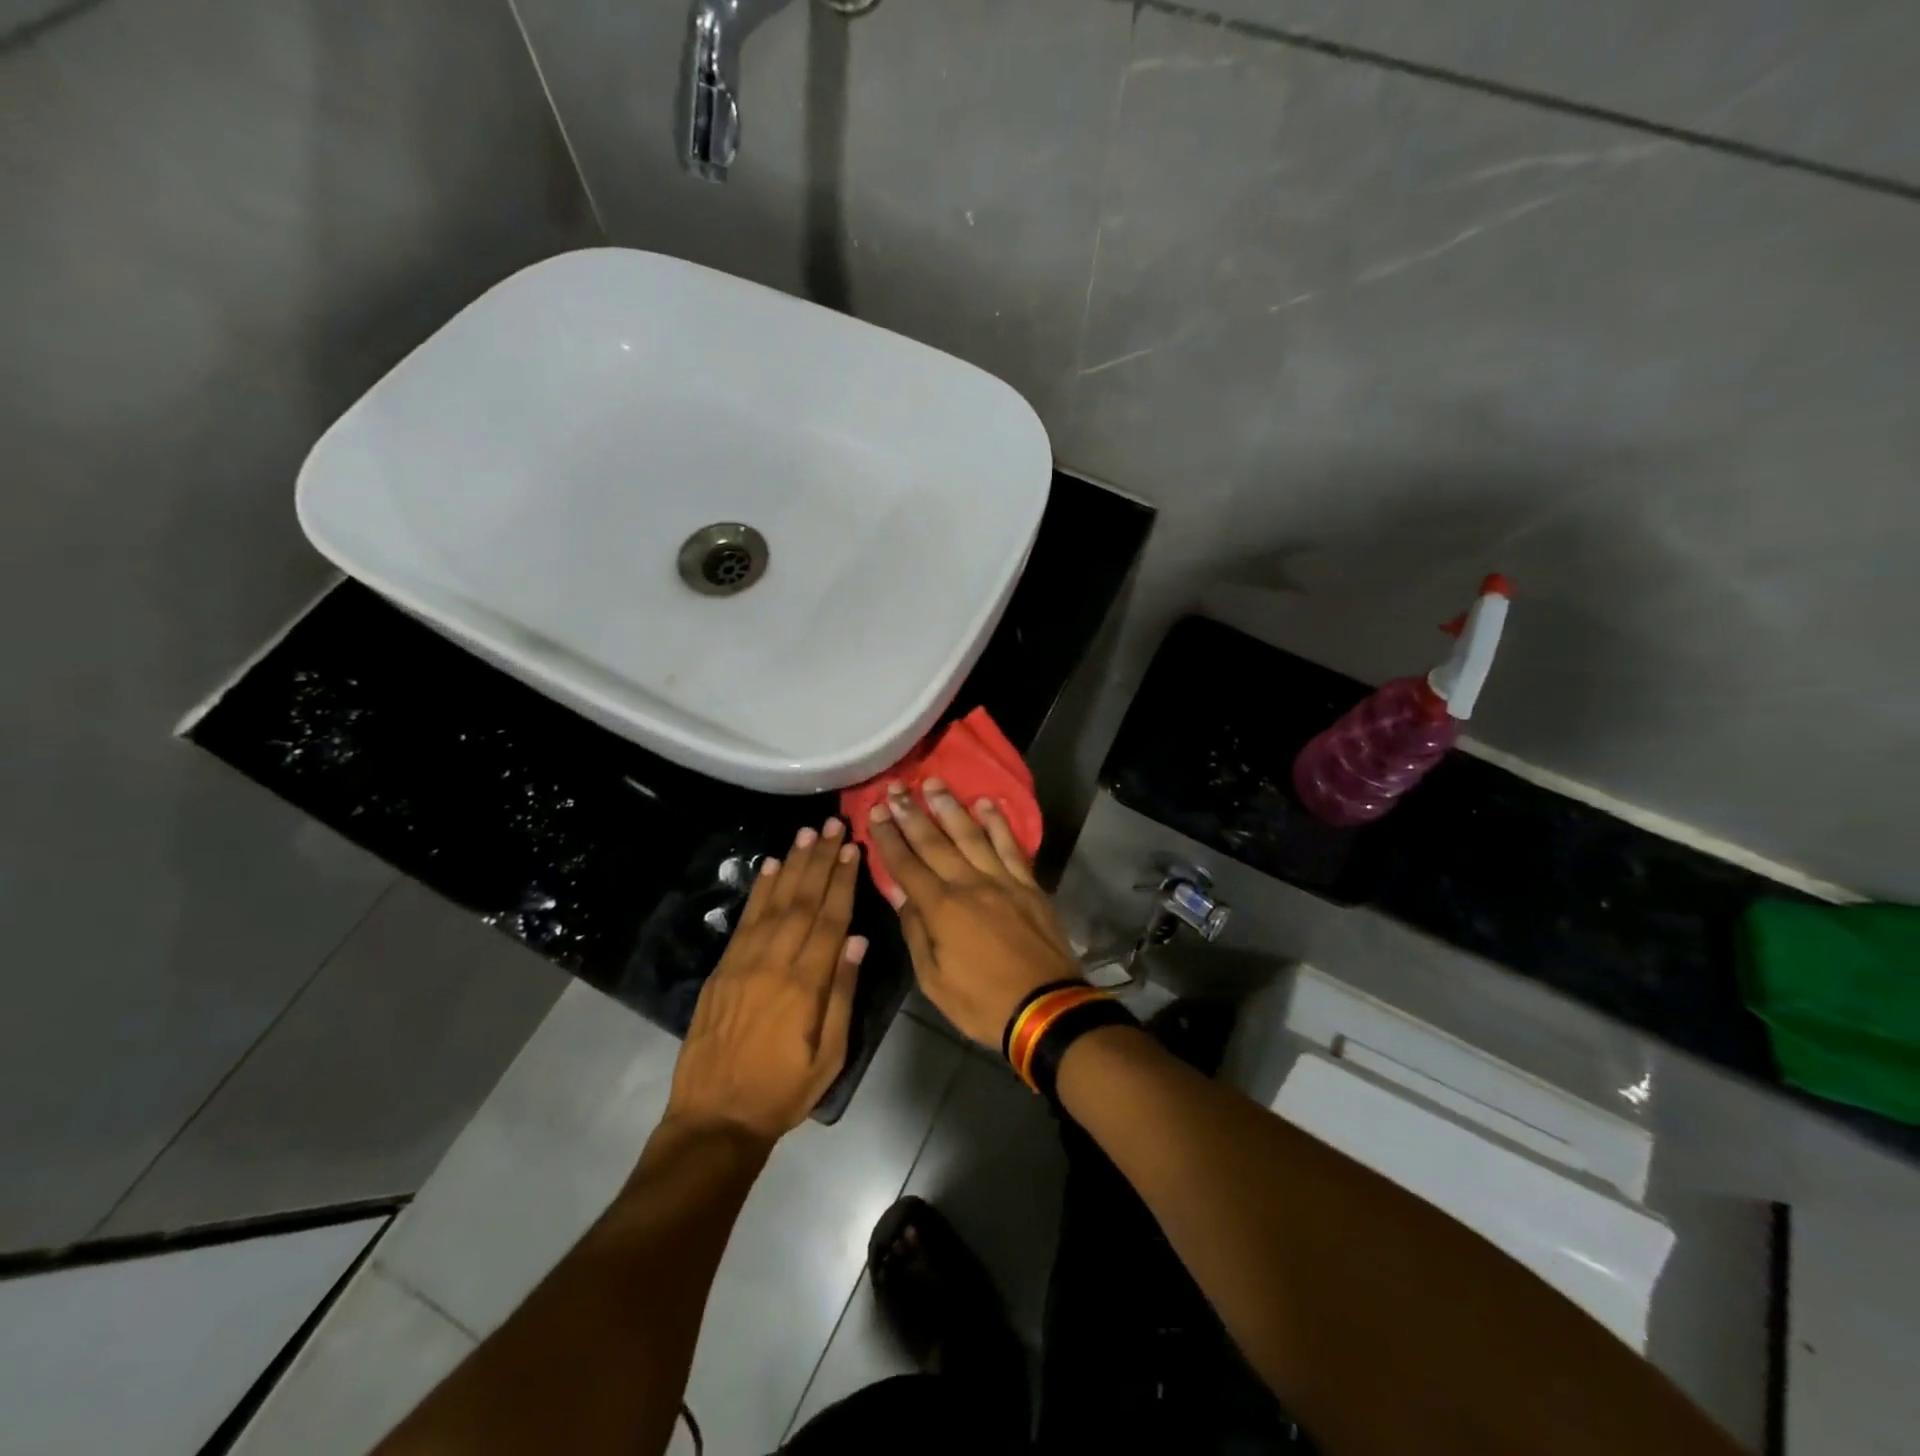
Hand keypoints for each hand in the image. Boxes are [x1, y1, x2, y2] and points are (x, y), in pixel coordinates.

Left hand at [665, 819, 867, 1143]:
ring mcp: (743, 963)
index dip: (842, 882)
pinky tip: (772, 867)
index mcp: (805, 985)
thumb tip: (857, 940)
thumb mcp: (829, 1056)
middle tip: (833, 825)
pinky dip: (760, 891)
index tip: (852, 849)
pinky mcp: (722, 969)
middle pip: (803, 901)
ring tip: (806, 834)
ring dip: (792, 865)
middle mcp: (774, 963)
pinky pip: (744, 921)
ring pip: (774, 903)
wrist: (714, 1117)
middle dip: (820, 860)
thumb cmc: (783, 1091)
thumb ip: (842, 994)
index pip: (830, 920)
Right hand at [866, 778, 1080, 1047]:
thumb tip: (898, 892)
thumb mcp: (934, 980)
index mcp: (942, 909)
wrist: (1046, 1009)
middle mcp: (970, 884)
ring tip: (933, 782)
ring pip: (971, 835)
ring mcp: (1003, 880)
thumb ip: (915, 931)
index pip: (906, 865)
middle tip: (896, 787)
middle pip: (935, 842)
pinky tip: (986, 803)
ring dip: (950, 807)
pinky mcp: (1028, 884)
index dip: (889, 837)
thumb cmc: (982, 1003)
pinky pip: (1011, 846)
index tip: (875, 811)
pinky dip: (998, 823)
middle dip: (912, 812)